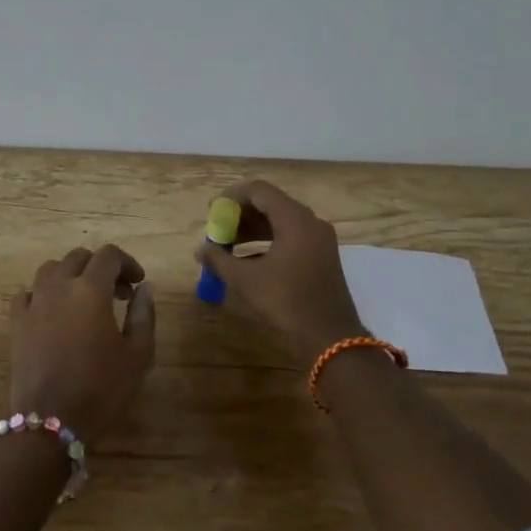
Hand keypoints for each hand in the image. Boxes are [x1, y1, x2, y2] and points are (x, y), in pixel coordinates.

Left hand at [9, 244, 155, 442]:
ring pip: (51, 269)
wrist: (50, 420)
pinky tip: (54, 312)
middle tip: (117, 293)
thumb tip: (144, 288)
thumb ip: (143, 314)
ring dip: (71, 275)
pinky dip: (45, 293)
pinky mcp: (15, 321)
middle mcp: (58, 286)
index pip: (109, 255)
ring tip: (84, 299)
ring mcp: (33, 302)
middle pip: (78, 257)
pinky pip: (28, 292)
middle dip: (101, 268)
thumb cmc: (101, 387)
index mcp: (90, 289)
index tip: (138, 283)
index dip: (127, 263)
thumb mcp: (137, 354)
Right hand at [195, 180, 364, 363]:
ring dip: (251, 230)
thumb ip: (219, 259)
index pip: (259, 191)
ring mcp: (319, 240)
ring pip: (280, 222)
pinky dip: (266, 243)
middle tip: (217, 232)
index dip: (231, 198)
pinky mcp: (321, 257)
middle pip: (270, 204)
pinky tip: (247, 261)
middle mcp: (310, 223)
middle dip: (239, 216)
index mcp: (295, 219)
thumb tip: (200, 249)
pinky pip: (289, 238)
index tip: (211, 213)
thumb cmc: (286, 303)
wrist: (330, 339)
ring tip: (226, 247)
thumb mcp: (246, 280)